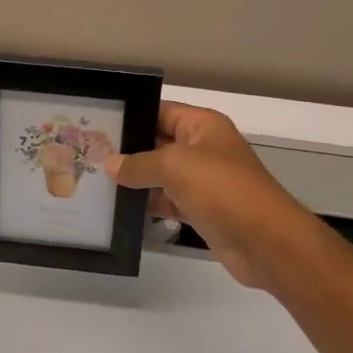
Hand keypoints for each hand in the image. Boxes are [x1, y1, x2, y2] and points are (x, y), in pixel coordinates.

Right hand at [107, 102, 312, 288]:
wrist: (265, 241)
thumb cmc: (221, 188)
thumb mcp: (174, 166)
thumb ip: (139, 163)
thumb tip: (110, 164)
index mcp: (203, 125)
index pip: (161, 111)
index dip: (132, 116)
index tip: (96, 124)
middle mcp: (203, 148)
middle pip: (158, 142)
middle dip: (127, 150)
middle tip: (87, 154)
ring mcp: (203, 181)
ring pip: (161, 175)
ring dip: (135, 180)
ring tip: (94, 181)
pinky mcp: (201, 210)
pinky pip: (168, 201)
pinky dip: (148, 205)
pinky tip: (119, 209)